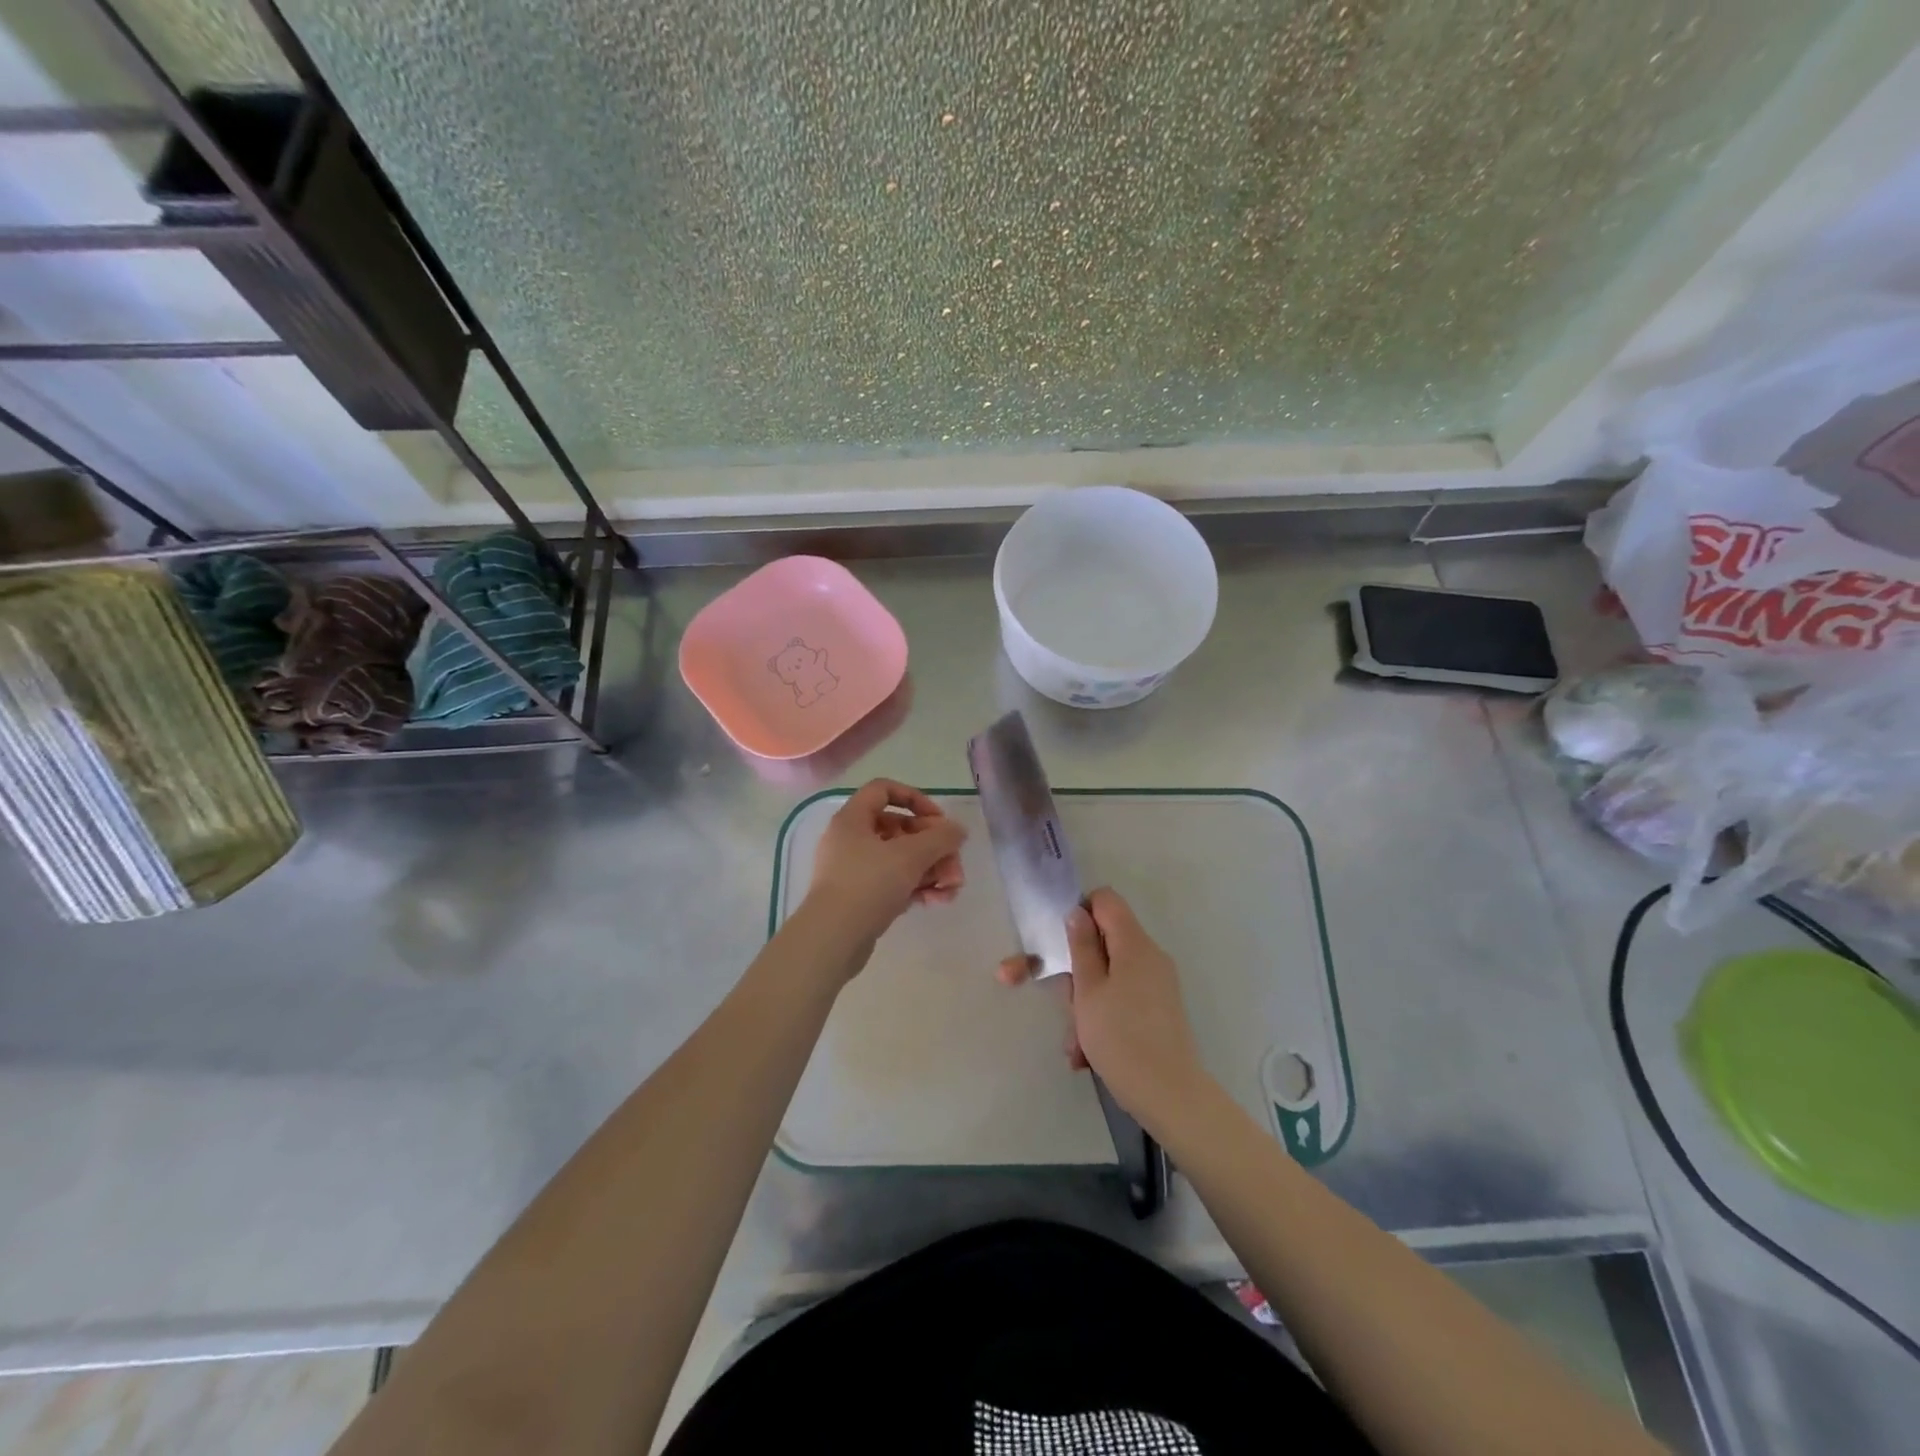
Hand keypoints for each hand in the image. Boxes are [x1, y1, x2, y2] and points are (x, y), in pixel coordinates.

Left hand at [804, 779, 965, 956]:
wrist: (832, 940)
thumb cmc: (868, 885)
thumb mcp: (911, 856)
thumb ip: (940, 838)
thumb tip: (958, 829)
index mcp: (853, 819)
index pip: (884, 790)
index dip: (915, 799)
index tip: (938, 821)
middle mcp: (851, 840)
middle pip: (900, 829)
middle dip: (934, 846)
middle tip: (955, 864)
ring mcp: (854, 871)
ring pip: (900, 859)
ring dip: (931, 869)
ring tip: (952, 888)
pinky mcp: (860, 898)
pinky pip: (893, 883)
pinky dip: (916, 887)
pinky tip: (937, 901)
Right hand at [998, 887, 1205, 1124]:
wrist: (1170, 1096)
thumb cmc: (1121, 1038)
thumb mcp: (1088, 991)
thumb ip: (1082, 948)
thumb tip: (1078, 913)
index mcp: (1135, 944)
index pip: (1106, 900)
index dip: (1080, 913)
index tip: (1062, 944)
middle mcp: (1150, 958)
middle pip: (1105, 944)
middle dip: (1078, 973)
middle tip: (1066, 1005)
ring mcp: (1157, 985)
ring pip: (1109, 978)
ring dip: (1086, 1005)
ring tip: (1075, 1044)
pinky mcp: (1159, 1011)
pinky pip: (1123, 1001)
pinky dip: (1103, 1019)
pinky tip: (1087, 1056)